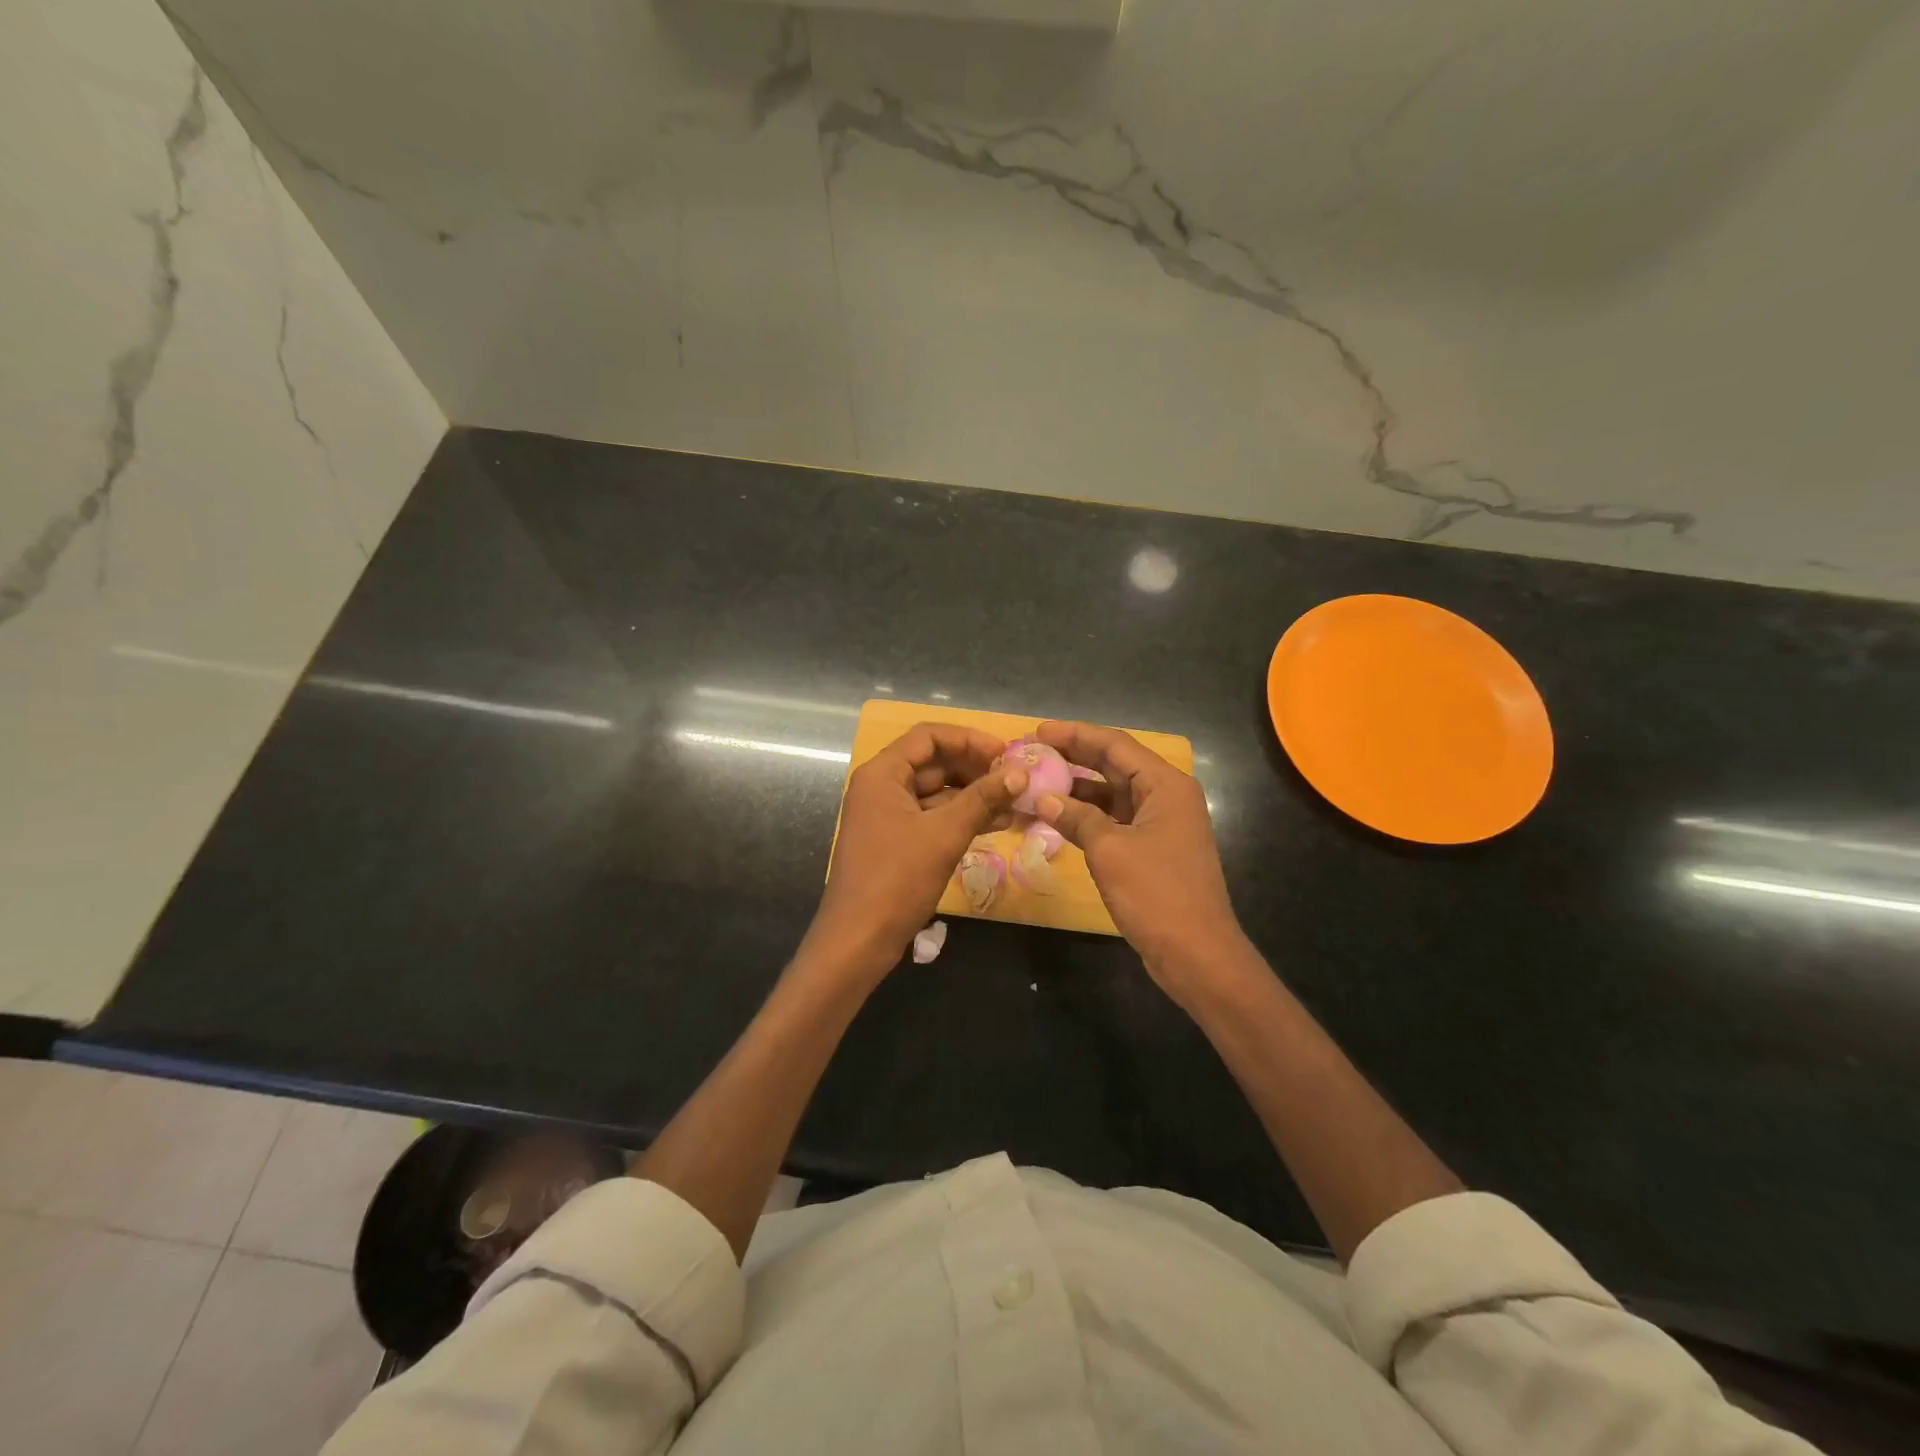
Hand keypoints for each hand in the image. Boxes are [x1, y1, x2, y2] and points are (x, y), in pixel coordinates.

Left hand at [807, 723, 1027, 979]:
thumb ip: (983, 799)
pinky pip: (933, 817)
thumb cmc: (897, 879)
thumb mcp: (944, 834)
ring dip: (974, 796)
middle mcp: (882, 787)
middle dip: (976, 769)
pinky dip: (962, 818)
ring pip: (937, 793)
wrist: (859, 940)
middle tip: (1016, 779)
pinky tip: (998, 824)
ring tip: (1016, 803)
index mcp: (882, 774)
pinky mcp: (897, 841)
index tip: (1005, 752)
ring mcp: (888, 816)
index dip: (969, 739)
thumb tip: (1020, 772)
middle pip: (934, 762)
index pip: (928, 736)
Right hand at [1034, 721, 1249, 1001]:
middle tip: (1032, 752)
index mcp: (1165, 785)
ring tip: (1036, 782)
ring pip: (1113, 794)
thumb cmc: (1156, 893)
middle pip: (1114, 765)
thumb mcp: (1110, 850)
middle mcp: (1166, 796)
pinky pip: (1114, 821)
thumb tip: (1045, 798)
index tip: (1038, 730)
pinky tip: (1056, 817)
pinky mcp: (1151, 849)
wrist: (1196, 953)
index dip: (1076, 734)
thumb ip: (1077, 818)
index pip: (1115, 744)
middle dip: (1074, 757)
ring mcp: (1160, 824)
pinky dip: (1087, 817)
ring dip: (1077, 789)